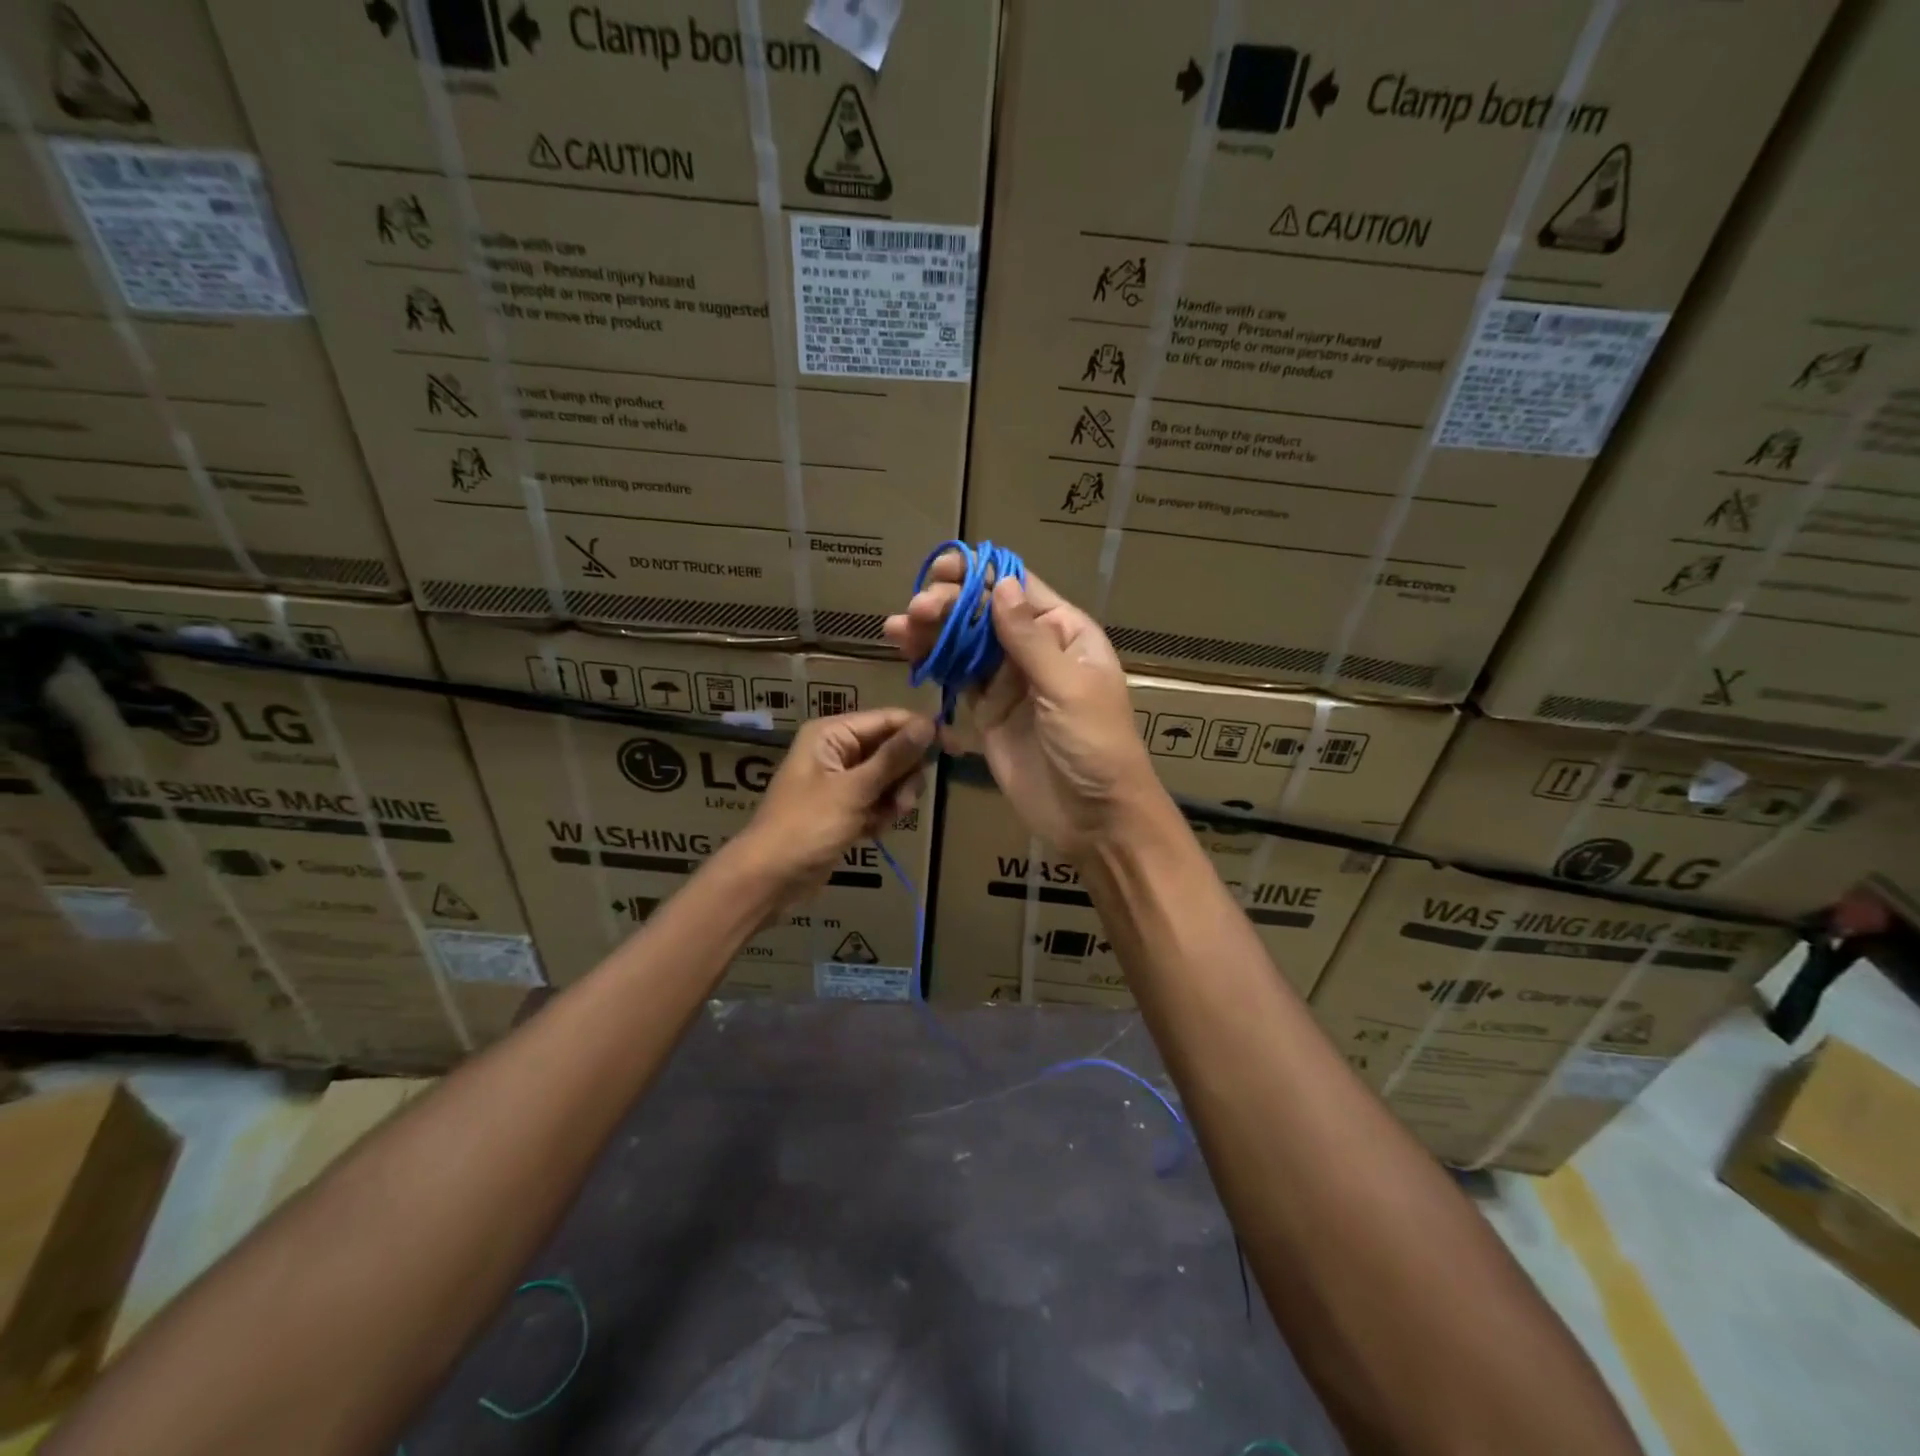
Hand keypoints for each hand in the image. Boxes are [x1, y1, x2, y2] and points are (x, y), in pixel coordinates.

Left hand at [730, 708, 933, 900]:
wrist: (770, 879)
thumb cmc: (806, 827)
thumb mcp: (853, 790)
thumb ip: (893, 757)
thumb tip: (929, 723)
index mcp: (833, 734)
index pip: (890, 720)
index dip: (923, 732)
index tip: (956, 749)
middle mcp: (838, 750)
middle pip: (894, 750)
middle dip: (903, 777)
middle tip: (900, 802)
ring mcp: (842, 781)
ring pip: (890, 779)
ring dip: (894, 800)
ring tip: (881, 820)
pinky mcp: (846, 808)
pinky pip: (879, 801)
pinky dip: (881, 815)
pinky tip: (870, 832)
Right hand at [884, 554, 1156, 853]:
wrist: (1094, 818)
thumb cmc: (1095, 746)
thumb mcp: (1068, 688)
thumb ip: (1029, 639)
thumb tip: (1000, 583)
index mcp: (1065, 633)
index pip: (1018, 589)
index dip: (980, 574)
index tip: (942, 570)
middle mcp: (1035, 650)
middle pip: (984, 613)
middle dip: (949, 605)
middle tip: (916, 611)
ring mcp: (1009, 682)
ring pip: (965, 644)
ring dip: (932, 631)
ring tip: (897, 627)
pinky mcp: (988, 713)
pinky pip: (958, 679)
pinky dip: (933, 664)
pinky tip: (908, 652)